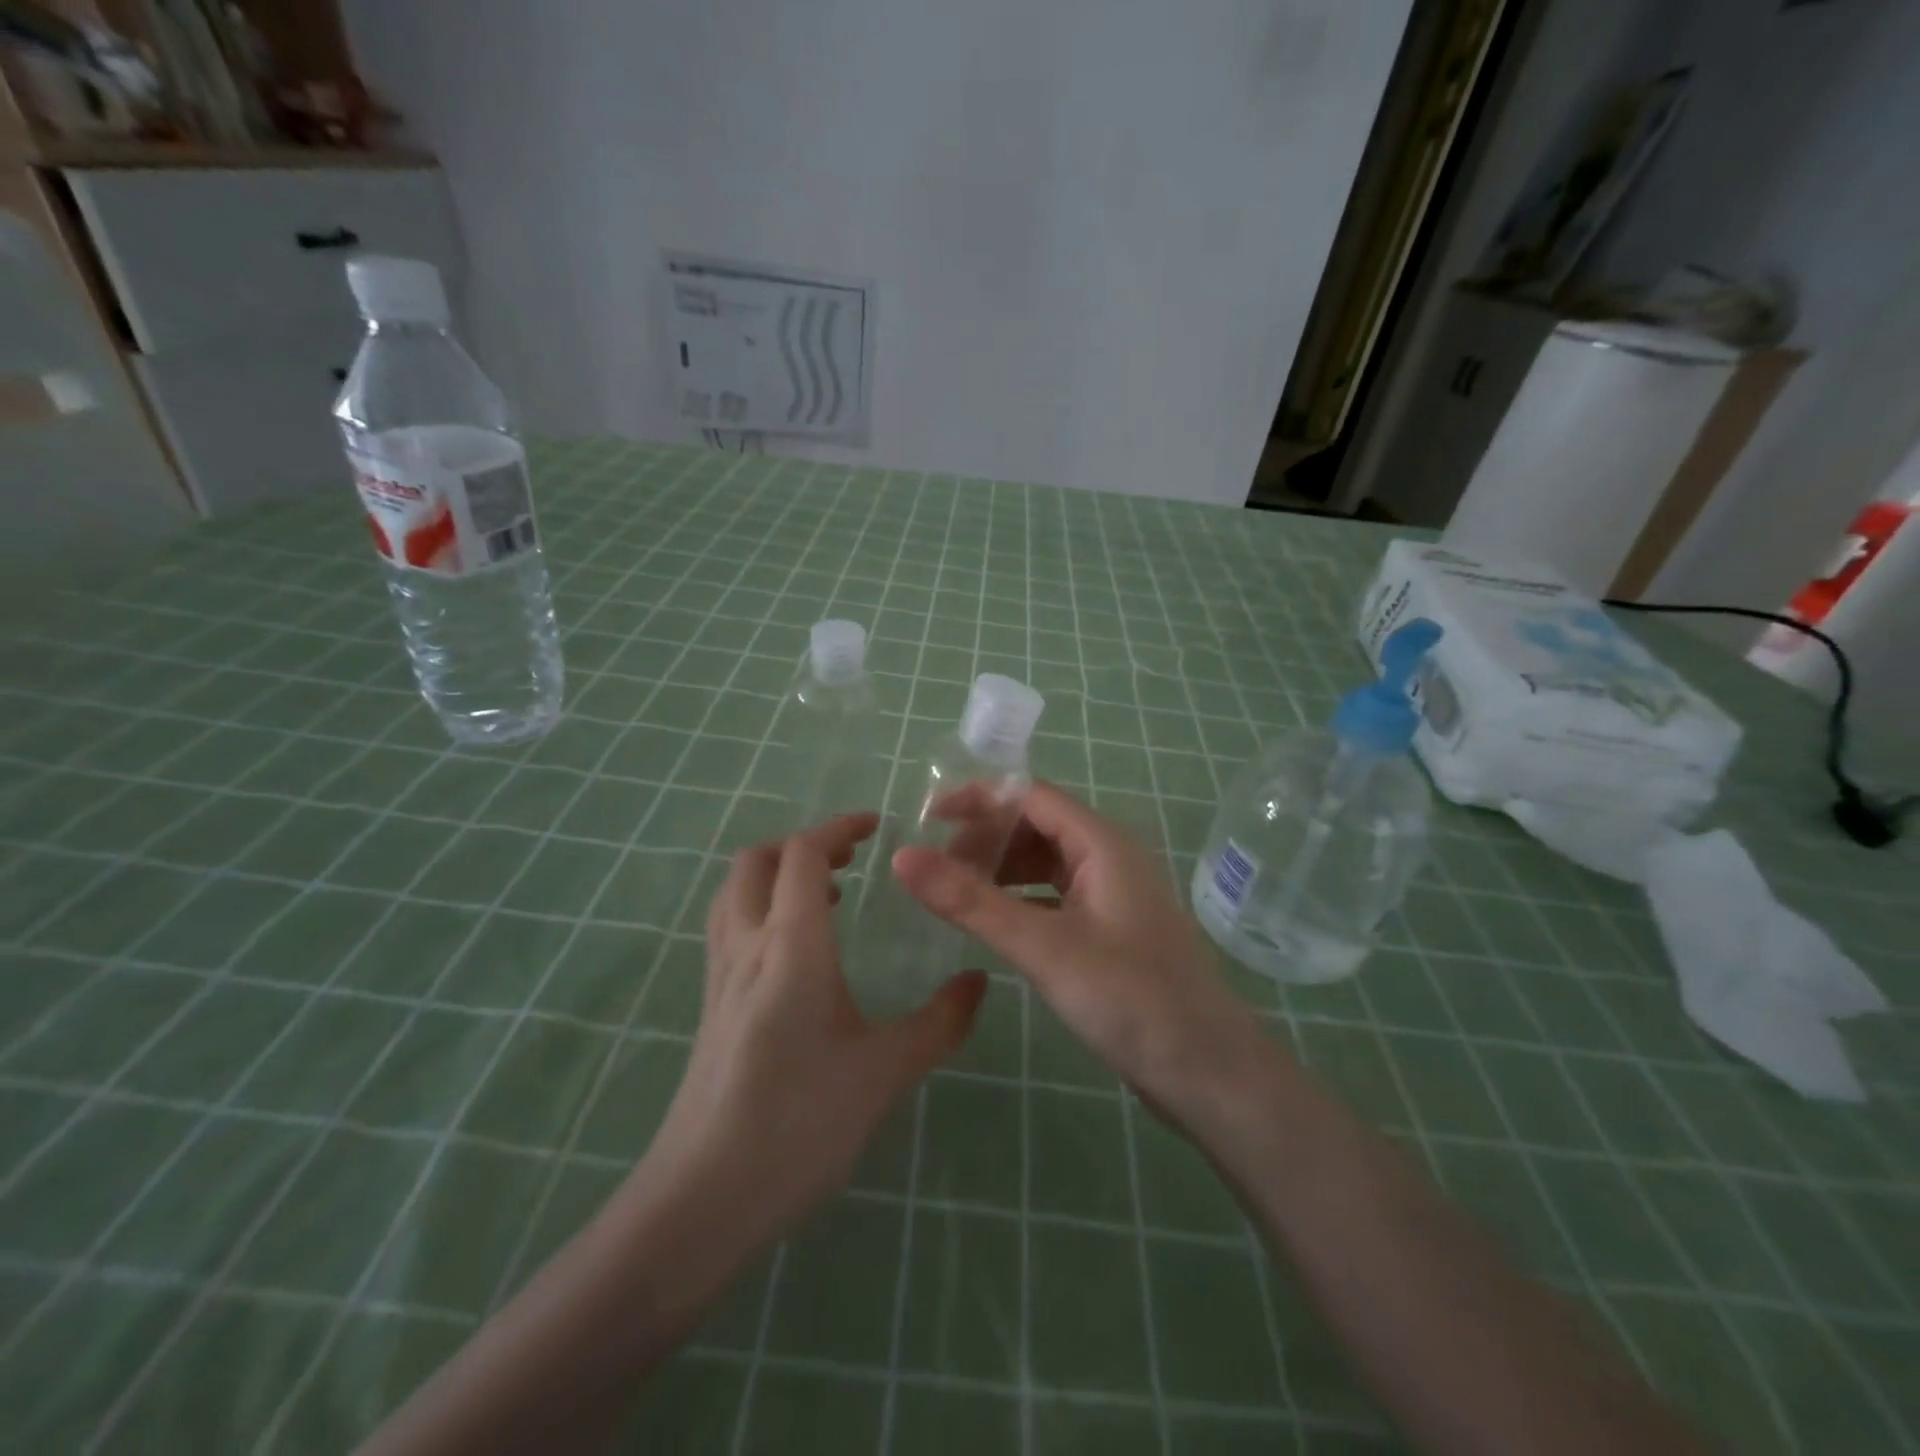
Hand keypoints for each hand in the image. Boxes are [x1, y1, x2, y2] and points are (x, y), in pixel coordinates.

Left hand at [641, 813, 985, 1260]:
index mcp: (790, 945)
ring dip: (775, 874)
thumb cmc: (798, 1125)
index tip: (875, 826)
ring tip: (825, 896)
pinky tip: (795, 953)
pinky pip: (729, 928)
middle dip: (801, 844)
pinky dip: (760, 909)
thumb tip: (980, 981)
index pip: (802, 854)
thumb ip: (939, 1022)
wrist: (700, 1201)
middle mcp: (746, 946)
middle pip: (755, 861)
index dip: (838, 827)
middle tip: (850, 859)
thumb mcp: (884, 1072)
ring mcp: (719, 977)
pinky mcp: (710, 1007)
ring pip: (734, 892)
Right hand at [893, 783, 1276, 1130]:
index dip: (978, 799)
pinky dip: (1022, 898)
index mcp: (1102, 843)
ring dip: (1002, 869)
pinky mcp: (1114, 929)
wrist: (1210, 1073)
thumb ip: (970, 901)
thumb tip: (901, 857)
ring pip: (1047, 862)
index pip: (1030, 795)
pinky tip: (998, 923)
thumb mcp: (1042, 947)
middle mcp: (1111, 856)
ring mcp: (1115, 894)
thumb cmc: (1130, 999)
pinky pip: (1058, 895)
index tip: (927, 819)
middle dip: (986, 838)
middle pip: (1037, 824)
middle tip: (936, 868)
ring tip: (958, 895)